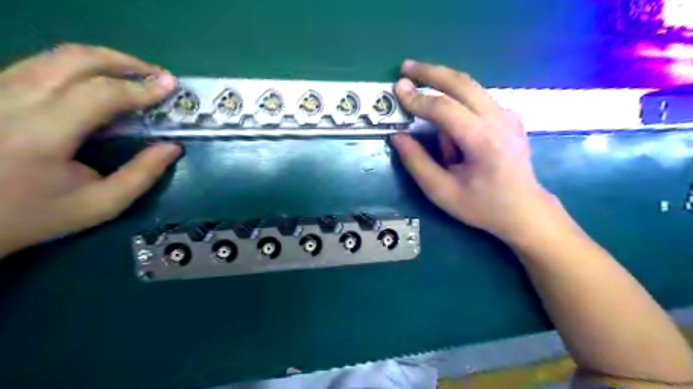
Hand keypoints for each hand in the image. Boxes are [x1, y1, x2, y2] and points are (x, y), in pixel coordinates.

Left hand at [0, 45, 180, 258]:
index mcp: (41, 134)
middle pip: (75, 60)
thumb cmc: (37, 214)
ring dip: (104, 61)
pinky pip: (43, 64)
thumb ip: (142, 175)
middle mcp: (11, 101)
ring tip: (136, 75)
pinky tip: (102, 82)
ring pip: (56, 56)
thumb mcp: (101, 204)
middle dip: (124, 62)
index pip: (99, 94)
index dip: (140, 88)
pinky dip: (81, 67)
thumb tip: (172, 147)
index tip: (170, 87)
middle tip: (156, 75)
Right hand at [393, 59, 558, 242]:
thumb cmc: (482, 205)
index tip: (398, 89)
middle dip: (431, 72)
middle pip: (461, 83)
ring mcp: (508, 114)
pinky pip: (476, 100)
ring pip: (469, 88)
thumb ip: (417, 162)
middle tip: (406, 68)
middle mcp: (499, 119)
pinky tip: (453, 132)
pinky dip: (458, 103)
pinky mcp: (508, 115)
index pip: (445, 109)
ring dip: (444, 91)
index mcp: (483, 140)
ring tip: (430, 120)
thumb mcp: (441, 191)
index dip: (418, 99)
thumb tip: (397, 136)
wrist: (524, 209)